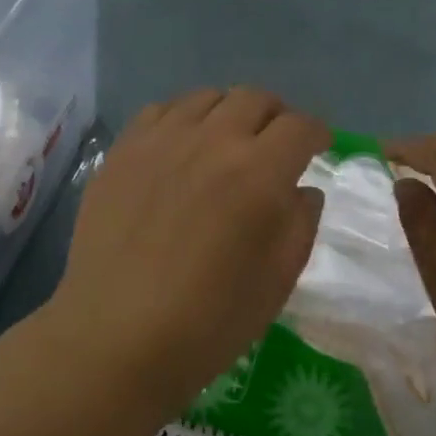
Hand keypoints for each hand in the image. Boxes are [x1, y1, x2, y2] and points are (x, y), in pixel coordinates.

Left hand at [45, 88, 329, 418]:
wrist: (117, 337)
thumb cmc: (210, 321)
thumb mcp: (279, 280)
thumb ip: (301, 223)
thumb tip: (302, 189)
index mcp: (258, 173)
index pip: (299, 127)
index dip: (316, 134)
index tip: (318, 148)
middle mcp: (211, 141)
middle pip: (254, 98)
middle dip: (276, 116)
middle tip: (275, 145)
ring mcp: (161, 141)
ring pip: (206, 98)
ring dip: (229, 113)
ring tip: (226, 143)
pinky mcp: (122, 152)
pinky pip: (160, 111)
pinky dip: (183, 119)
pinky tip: (180, 148)